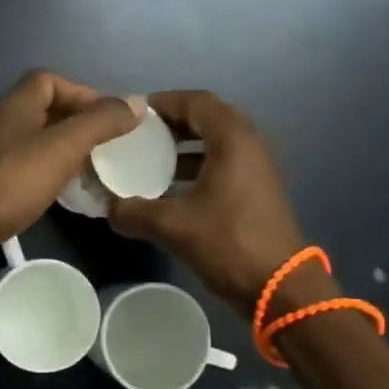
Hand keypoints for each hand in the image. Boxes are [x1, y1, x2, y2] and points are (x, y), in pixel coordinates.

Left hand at [0, 72, 142, 270]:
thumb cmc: (12, 180)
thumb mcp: (64, 147)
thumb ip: (100, 123)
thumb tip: (136, 102)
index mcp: (16, 106)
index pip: (49, 81)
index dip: (81, 92)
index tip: (109, 118)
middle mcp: (0, 123)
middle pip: (43, 110)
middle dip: (77, 123)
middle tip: (105, 146)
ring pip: (34, 141)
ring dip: (62, 150)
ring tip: (89, 170)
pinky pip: (24, 168)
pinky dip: (46, 173)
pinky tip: (60, 193)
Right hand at [107, 90, 315, 316]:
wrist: (279, 287)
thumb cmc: (227, 243)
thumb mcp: (171, 226)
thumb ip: (133, 212)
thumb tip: (108, 208)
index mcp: (233, 140)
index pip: (196, 101)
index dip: (164, 102)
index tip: (133, 114)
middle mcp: (249, 145)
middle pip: (207, 118)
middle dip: (171, 123)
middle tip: (138, 134)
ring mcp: (256, 169)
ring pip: (215, 143)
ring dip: (183, 146)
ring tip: (148, 159)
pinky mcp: (256, 191)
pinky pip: (222, 164)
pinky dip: (195, 167)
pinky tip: (169, 189)